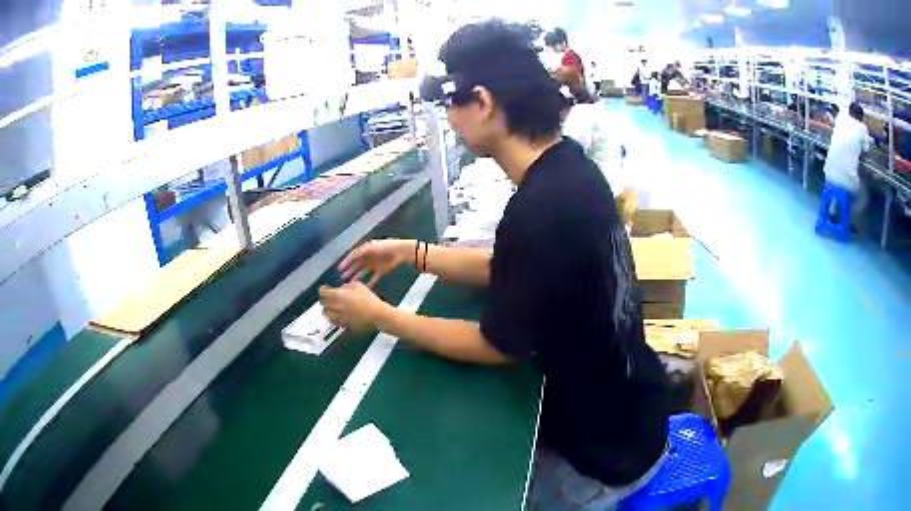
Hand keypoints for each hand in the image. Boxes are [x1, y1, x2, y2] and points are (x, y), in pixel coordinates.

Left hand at [319, 282, 389, 331]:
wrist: (377, 315)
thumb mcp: (359, 286)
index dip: (322, 290)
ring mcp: (340, 316)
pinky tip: (337, 316)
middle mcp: (337, 306)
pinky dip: (333, 318)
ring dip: (327, 309)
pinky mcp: (344, 324)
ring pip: (326, 314)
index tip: (324, 288)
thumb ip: (348, 286)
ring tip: (331, 307)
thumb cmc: (369, 299)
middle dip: (323, 299)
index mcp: (339, 295)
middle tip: (327, 298)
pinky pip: (334, 321)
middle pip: (322, 303)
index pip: (323, 292)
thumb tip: (342, 288)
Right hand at [339, 239, 413, 286]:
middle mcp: (369, 256)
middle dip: (350, 270)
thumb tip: (349, 257)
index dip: (346, 262)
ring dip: (357, 277)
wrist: (401, 252)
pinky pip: (374, 278)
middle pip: (357, 264)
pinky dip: (369, 283)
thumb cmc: (385, 247)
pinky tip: (364, 288)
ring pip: (363, 272)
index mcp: (366, 249)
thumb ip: (359, 253)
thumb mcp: (370, 248)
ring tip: (350, 283)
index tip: (339, 269)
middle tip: (342, 277)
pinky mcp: (382, 271)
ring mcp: (376, 264)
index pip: (353, 256)